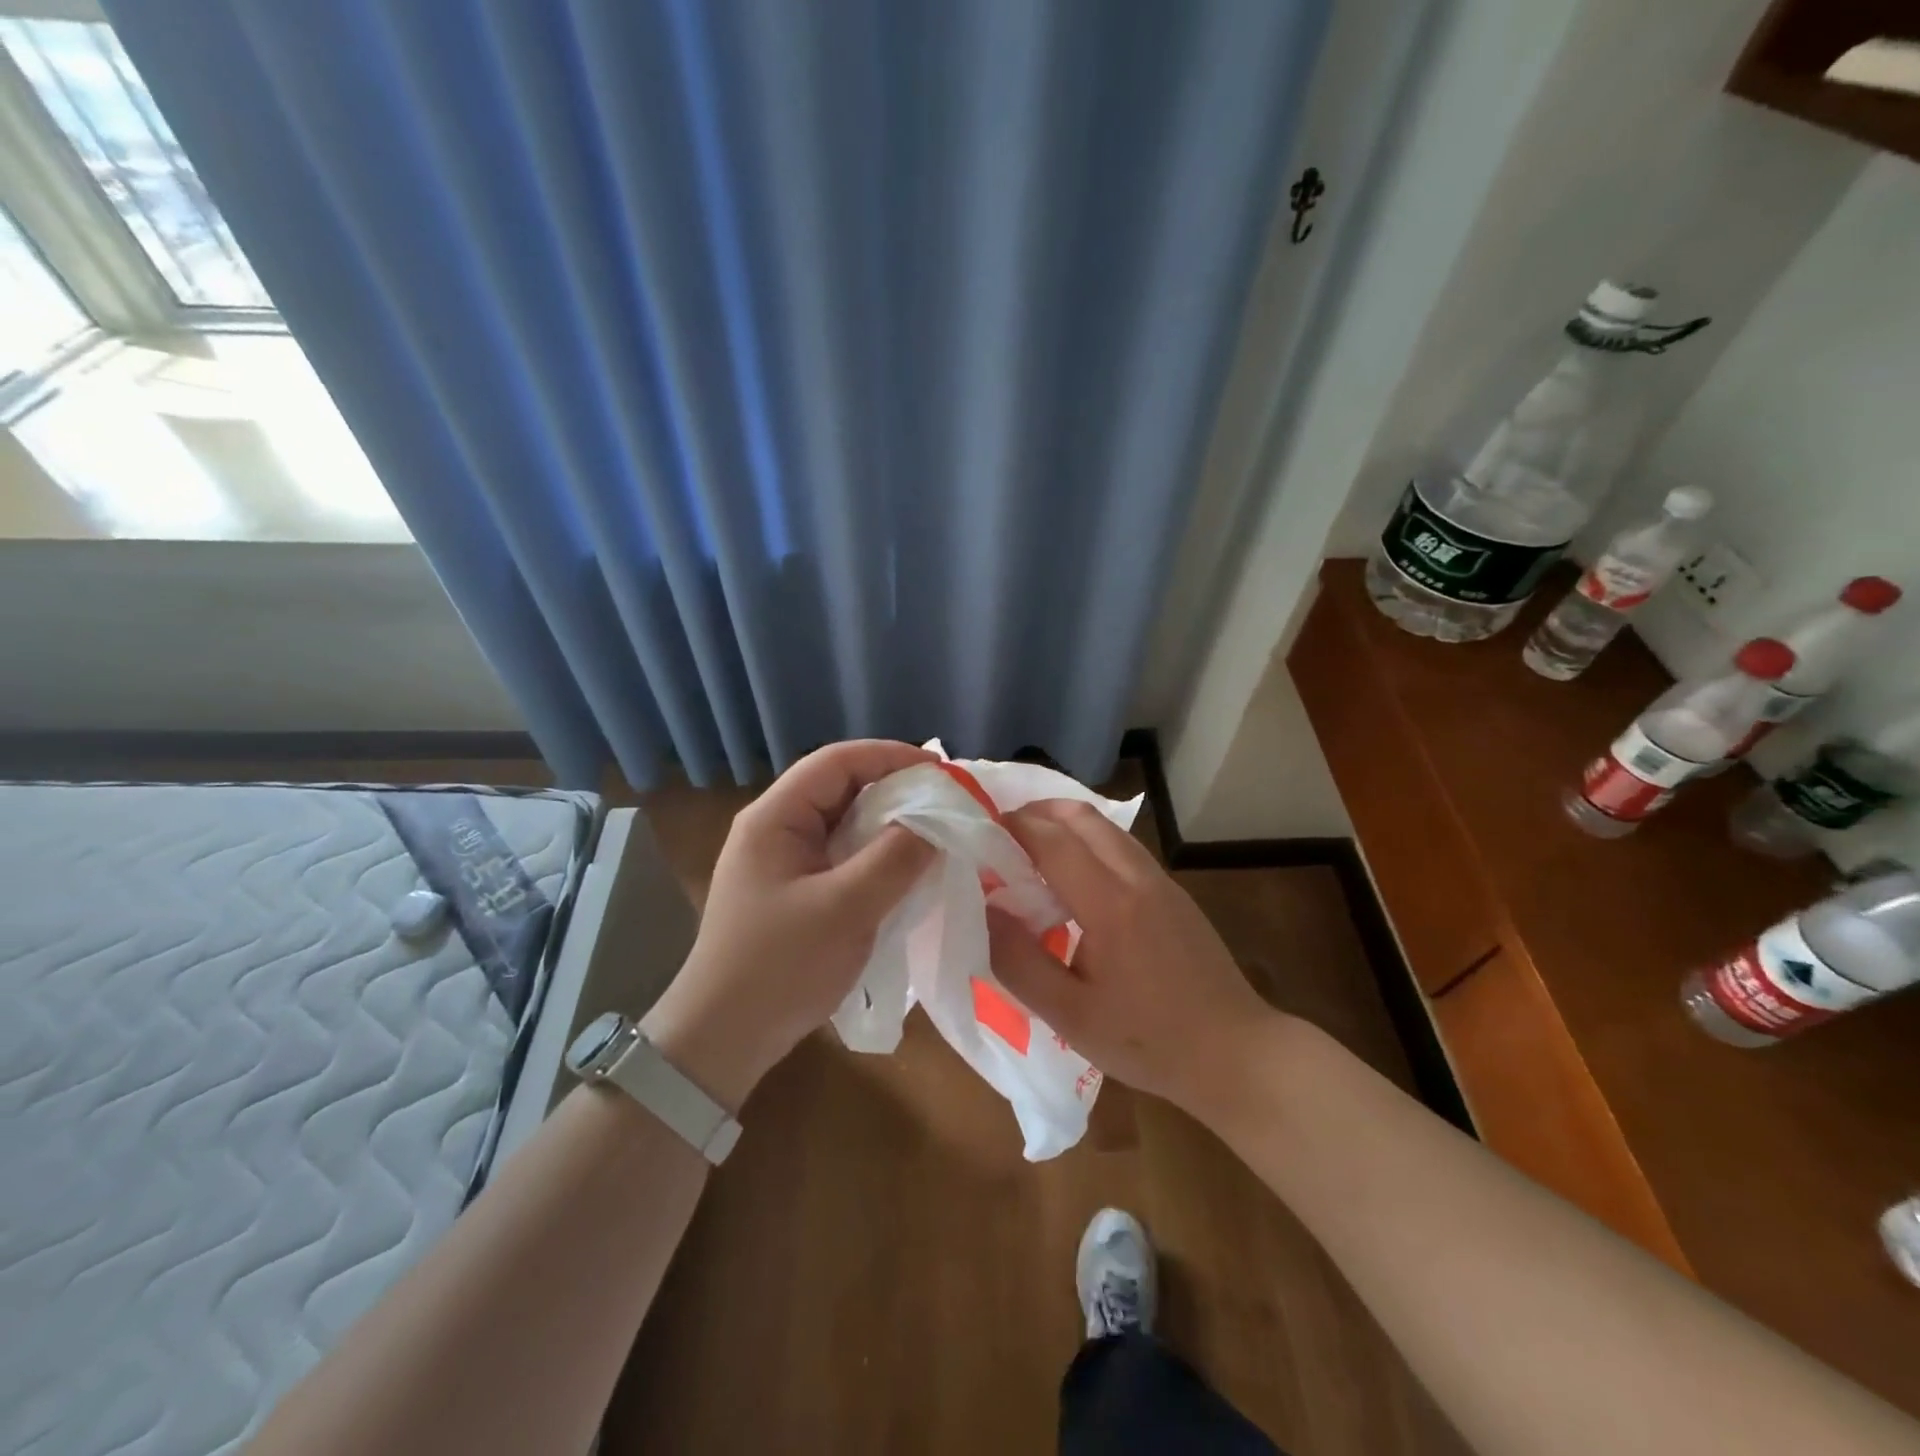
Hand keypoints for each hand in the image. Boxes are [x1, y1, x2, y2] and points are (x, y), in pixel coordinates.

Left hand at [641, 740, 935, 1108]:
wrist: (724, 1039)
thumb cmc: (780, 966)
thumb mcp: (846, 908)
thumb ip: (895, 858)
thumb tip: (938, 822)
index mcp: (775, 817)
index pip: (837, 761)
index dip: (890, 756)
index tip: (941, 771)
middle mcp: (776, 828)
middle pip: (841, 788)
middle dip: (895, 790)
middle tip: (946, 804)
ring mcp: (784, 862)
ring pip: (845, 824)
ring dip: (888, 825)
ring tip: (936, 834)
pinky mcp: (795, 891)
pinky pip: (842, 857)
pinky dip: (876, 856)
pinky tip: (906, 871)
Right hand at [984, 800, 1280, 1119]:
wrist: (1235, 1052)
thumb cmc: (1147, 1040)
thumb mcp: (1070, 1015)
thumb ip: (1019, 961)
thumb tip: (985, 909)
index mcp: (1109, 903)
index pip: (1052, 839)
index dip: (1012, 827)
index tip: (979, 832)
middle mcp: (1136, 877)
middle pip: (1082, 817)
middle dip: (1037, 813)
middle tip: (1001, 834)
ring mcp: (1161, 881)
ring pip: (1106, 828)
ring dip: (1064, 824)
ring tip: (1031, 850)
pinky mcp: (1174, 893)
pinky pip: (1122, 847)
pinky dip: (1089, 842)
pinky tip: (1075, 878)